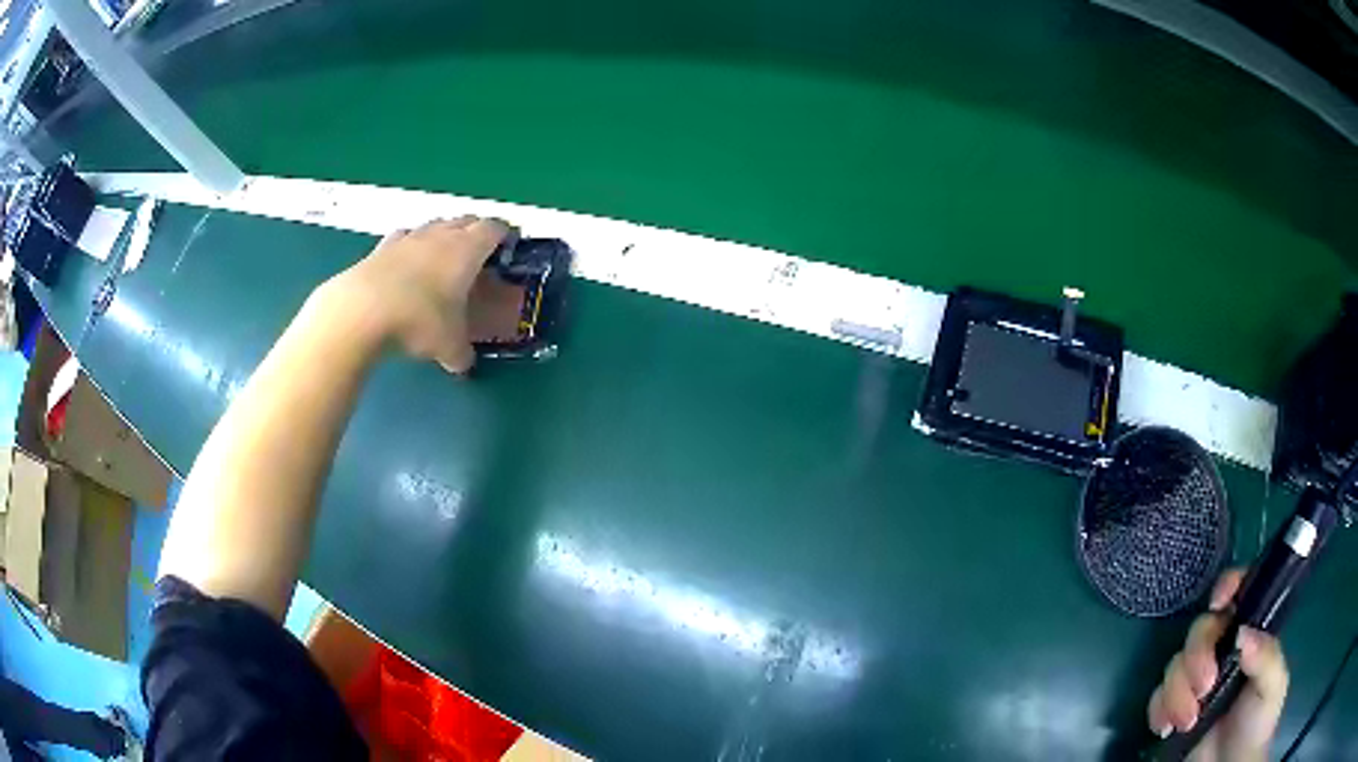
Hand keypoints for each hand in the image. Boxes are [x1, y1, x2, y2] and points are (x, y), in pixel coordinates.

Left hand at [330, 217, 509, 372]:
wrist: (362, 312)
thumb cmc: (419, 321)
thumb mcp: (449, 346)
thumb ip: (461, 353)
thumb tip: (463, 364)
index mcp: (468, 249)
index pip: (494, 229)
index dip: (504, 235)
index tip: (510, 247)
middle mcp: (441, 235)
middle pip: (465, 220)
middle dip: (476, 232)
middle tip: (480, 255)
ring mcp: (409, 238)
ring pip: (434, 225)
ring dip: (443, 235)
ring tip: (444, 258)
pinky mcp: (381, 248)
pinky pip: (403, 238)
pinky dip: (411, 246)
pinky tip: (407, 263)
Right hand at [1147, 569, 1288, 761]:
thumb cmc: (1260, 721)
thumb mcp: (1273, 686)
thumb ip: (1266, 656)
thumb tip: (1243, 633)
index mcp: (1251, 636)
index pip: (1241, 594)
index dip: (1228, 586)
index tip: (1219, 602)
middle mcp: (1224, 652)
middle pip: (1201, 630)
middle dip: (1197, 657)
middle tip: (1205, 686)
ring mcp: (1198, 683)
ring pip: (1175, 665)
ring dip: (1177, 692)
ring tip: (1189, 721)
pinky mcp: (1176, 711)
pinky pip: (1157, 699)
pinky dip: (1159, 710)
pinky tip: (1166, 728)